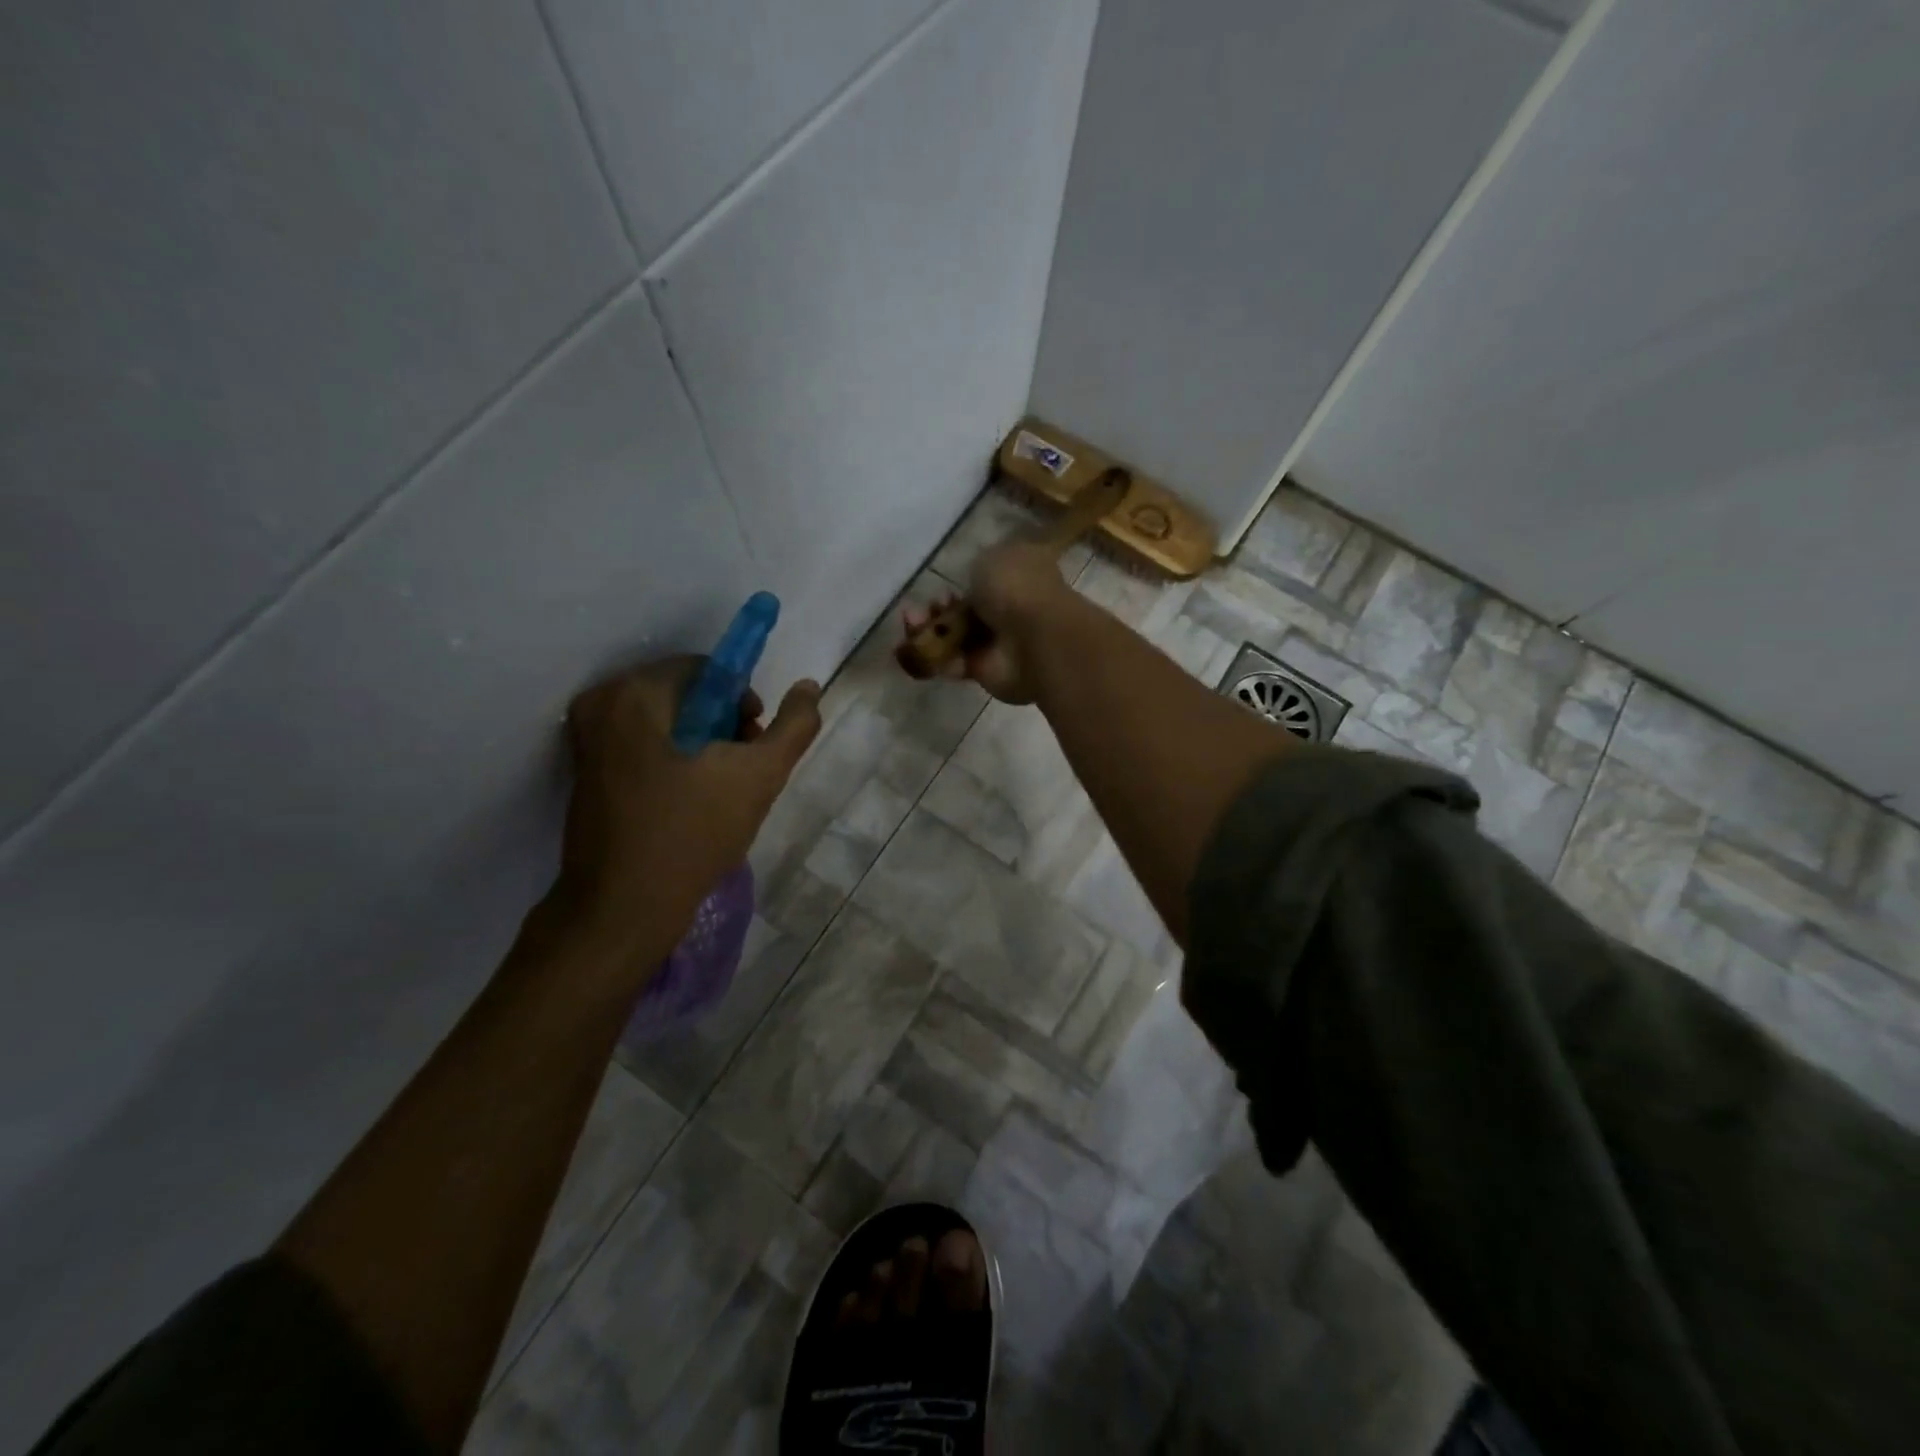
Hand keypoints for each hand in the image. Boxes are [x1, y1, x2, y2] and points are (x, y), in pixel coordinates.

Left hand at [554, 658, 821, 954]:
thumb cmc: (691, 834)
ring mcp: (586, 740)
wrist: (623, 909)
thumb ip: (794, 726)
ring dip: (702, 746)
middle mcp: (601, 705)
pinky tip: (691, 802)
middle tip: (742, 771)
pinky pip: (643, 746)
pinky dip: (674, 761)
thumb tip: (809, 686)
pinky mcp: (585, 772)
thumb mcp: (760, 777)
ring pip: (666, 722)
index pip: (706, 670)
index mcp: (635, 694)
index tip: (755, 744)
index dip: (743, 701)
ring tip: (721, 791)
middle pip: (684, 695)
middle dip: (723, 726)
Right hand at [903, 541, 1072, 702]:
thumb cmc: (1017, 588)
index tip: (944, 583)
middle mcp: (1011, 609)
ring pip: (957, 636)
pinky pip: (955, 663)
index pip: (988, 577)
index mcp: (1020, 575)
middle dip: (940, 607)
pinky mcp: (986, 671)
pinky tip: (917, 647)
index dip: (962, 581)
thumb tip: (974, 583)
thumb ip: (978, 568)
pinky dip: (936, 657)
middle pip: (967, 609)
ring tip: (911, 622)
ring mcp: (999, 642)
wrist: (1033, 638)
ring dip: (931, 630)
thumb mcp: (992, 557)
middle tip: (920, 607)